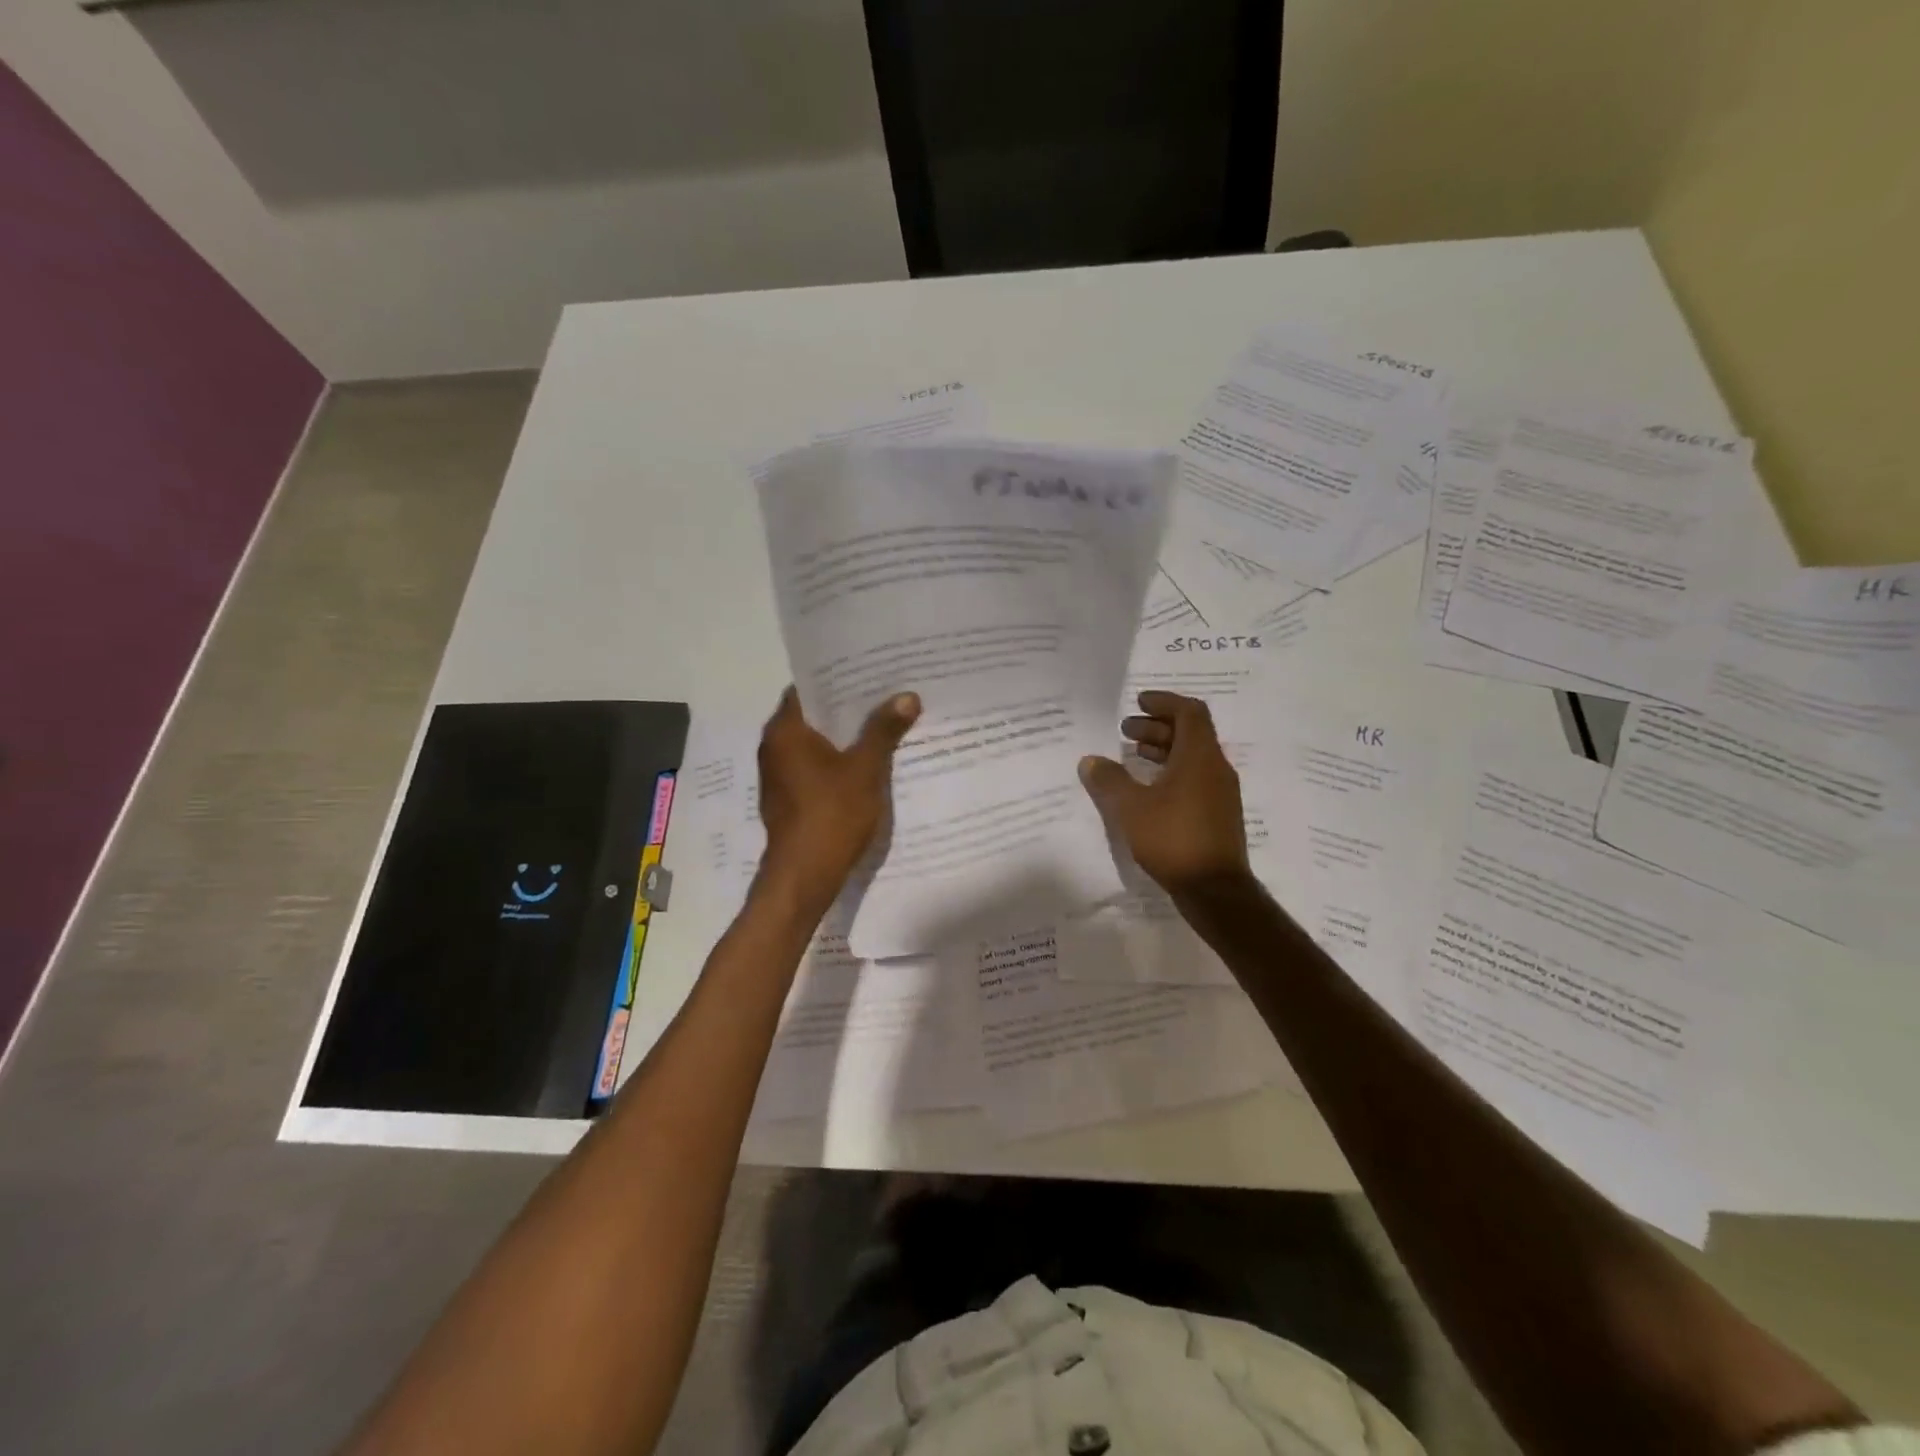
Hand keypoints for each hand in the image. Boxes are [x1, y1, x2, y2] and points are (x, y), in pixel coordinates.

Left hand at [755, 687, 920, 912]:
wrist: (804, 875)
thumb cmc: (831, 814)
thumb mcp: (865, 769)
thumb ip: (883, 730)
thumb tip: (907, 696)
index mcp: (785, 731)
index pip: (807, 689)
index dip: (836, 679)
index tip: (867, 673)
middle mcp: (773, 747)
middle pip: (811, 715)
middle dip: (845, 708)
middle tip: (883, 696)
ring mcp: (778, 775)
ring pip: (813, 743)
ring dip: (842, 736)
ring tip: (881, 725)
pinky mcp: (787, 797)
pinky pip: (812, 767)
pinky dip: (834, 761)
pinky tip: (865, 763)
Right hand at [1079, 691, 1250, 898]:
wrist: (1215, 890)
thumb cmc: (1173, 838)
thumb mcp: (1131, 808)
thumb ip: (1109, 780)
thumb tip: (1091, 761)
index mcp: (1200, 757)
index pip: (1189, 712)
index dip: (1164, 701)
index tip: (1138, 701)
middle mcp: (1216, 768)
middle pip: (1190, 733)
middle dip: (1157, 726)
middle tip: (1125, 731)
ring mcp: (1220, 793)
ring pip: (1192, 757)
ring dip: (1163, 750)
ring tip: (1132, 755)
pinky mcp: (1217, 815)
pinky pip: (1194, 779)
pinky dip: (1170, 772)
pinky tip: (1147, 789)